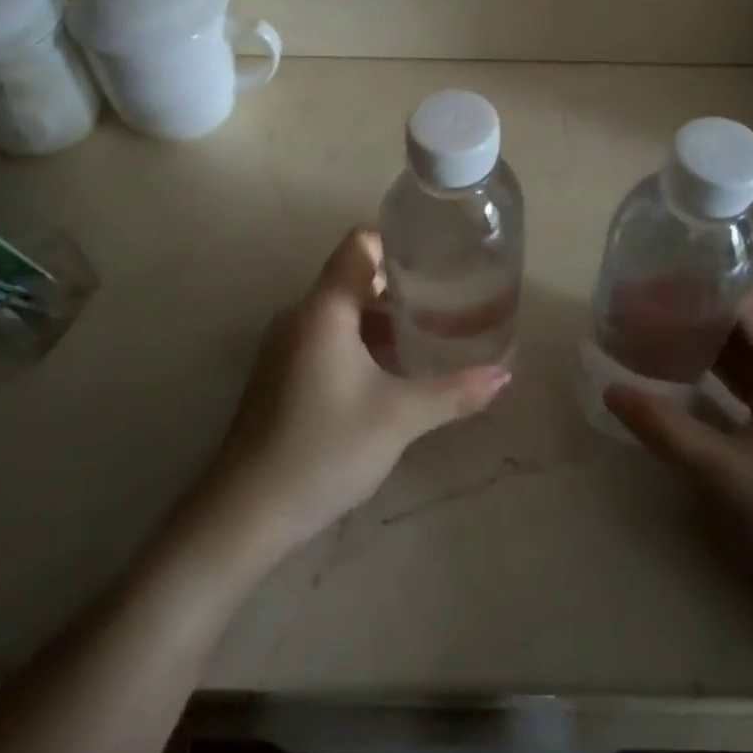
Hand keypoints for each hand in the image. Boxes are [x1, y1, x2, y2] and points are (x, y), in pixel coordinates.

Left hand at [188, 228, 511, 569]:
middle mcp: (300, 314)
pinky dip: (360, 340)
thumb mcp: (399, 417)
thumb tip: (505, 375)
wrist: (246, 511)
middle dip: (400, 285)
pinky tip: (390, 371)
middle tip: (447, 298)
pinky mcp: (280, 372)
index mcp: (324, 308)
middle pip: (353, 276)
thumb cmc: (325, 448)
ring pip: (341, 310)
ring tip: (427, 334)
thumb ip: (454, 391)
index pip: (359, 244)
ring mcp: (285, 344)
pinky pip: (326, 336)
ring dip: (381, 317)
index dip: (397, 241)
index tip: (437, 257)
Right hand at [604, 286, 752, 622]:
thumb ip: (664, 427)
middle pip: (751, 318)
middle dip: (696, 308)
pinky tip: (687, 375)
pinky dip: (724, 369)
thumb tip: (611, 390)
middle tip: (642, 308)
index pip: (748, 299)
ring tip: (655, 333)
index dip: (698, 286)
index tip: (650, 286)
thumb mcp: (722, 475)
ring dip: (708, 338)